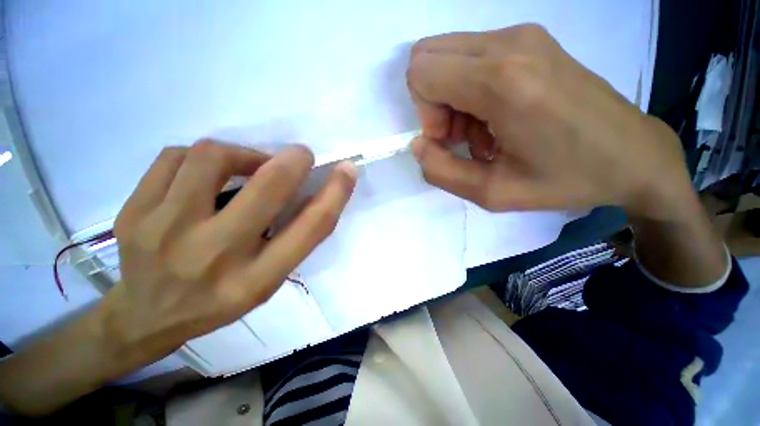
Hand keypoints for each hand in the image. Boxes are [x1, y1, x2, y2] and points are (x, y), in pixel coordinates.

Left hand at [102, 141, 355, 368]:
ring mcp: (164, 232)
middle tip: (299, 155)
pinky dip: (201, 157)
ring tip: (247, 167)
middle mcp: (215, 256)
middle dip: (292, 161)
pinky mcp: (133, 213)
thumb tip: (316, 190)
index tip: (346, 170)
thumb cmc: (220, 300)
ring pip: (212, 157)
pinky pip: (175, 157)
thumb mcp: (269, 280)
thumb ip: (294, 238)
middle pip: (267, 188)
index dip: (336, 193)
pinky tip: (204, 175)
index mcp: (257, 279)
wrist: (146, 317)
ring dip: (243, 154)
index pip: (311, 227)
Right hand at [407, 24, 693, 219]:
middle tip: (459, 135)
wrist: (633, 156)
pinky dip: (470, 89)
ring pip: (449, 56)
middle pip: (428, 57)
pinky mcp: (531, 40)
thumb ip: (441, 172)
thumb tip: (418, 145)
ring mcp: (523, 35)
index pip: (421, 72)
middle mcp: (510, 43)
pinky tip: (496, 119)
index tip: (447, 140)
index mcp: (502, 81)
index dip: (424, 112)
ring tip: (482, 132)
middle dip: (432, 101)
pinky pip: (473, 57)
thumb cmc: (565, 180)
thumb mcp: (492, 193)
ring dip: (452, 98)